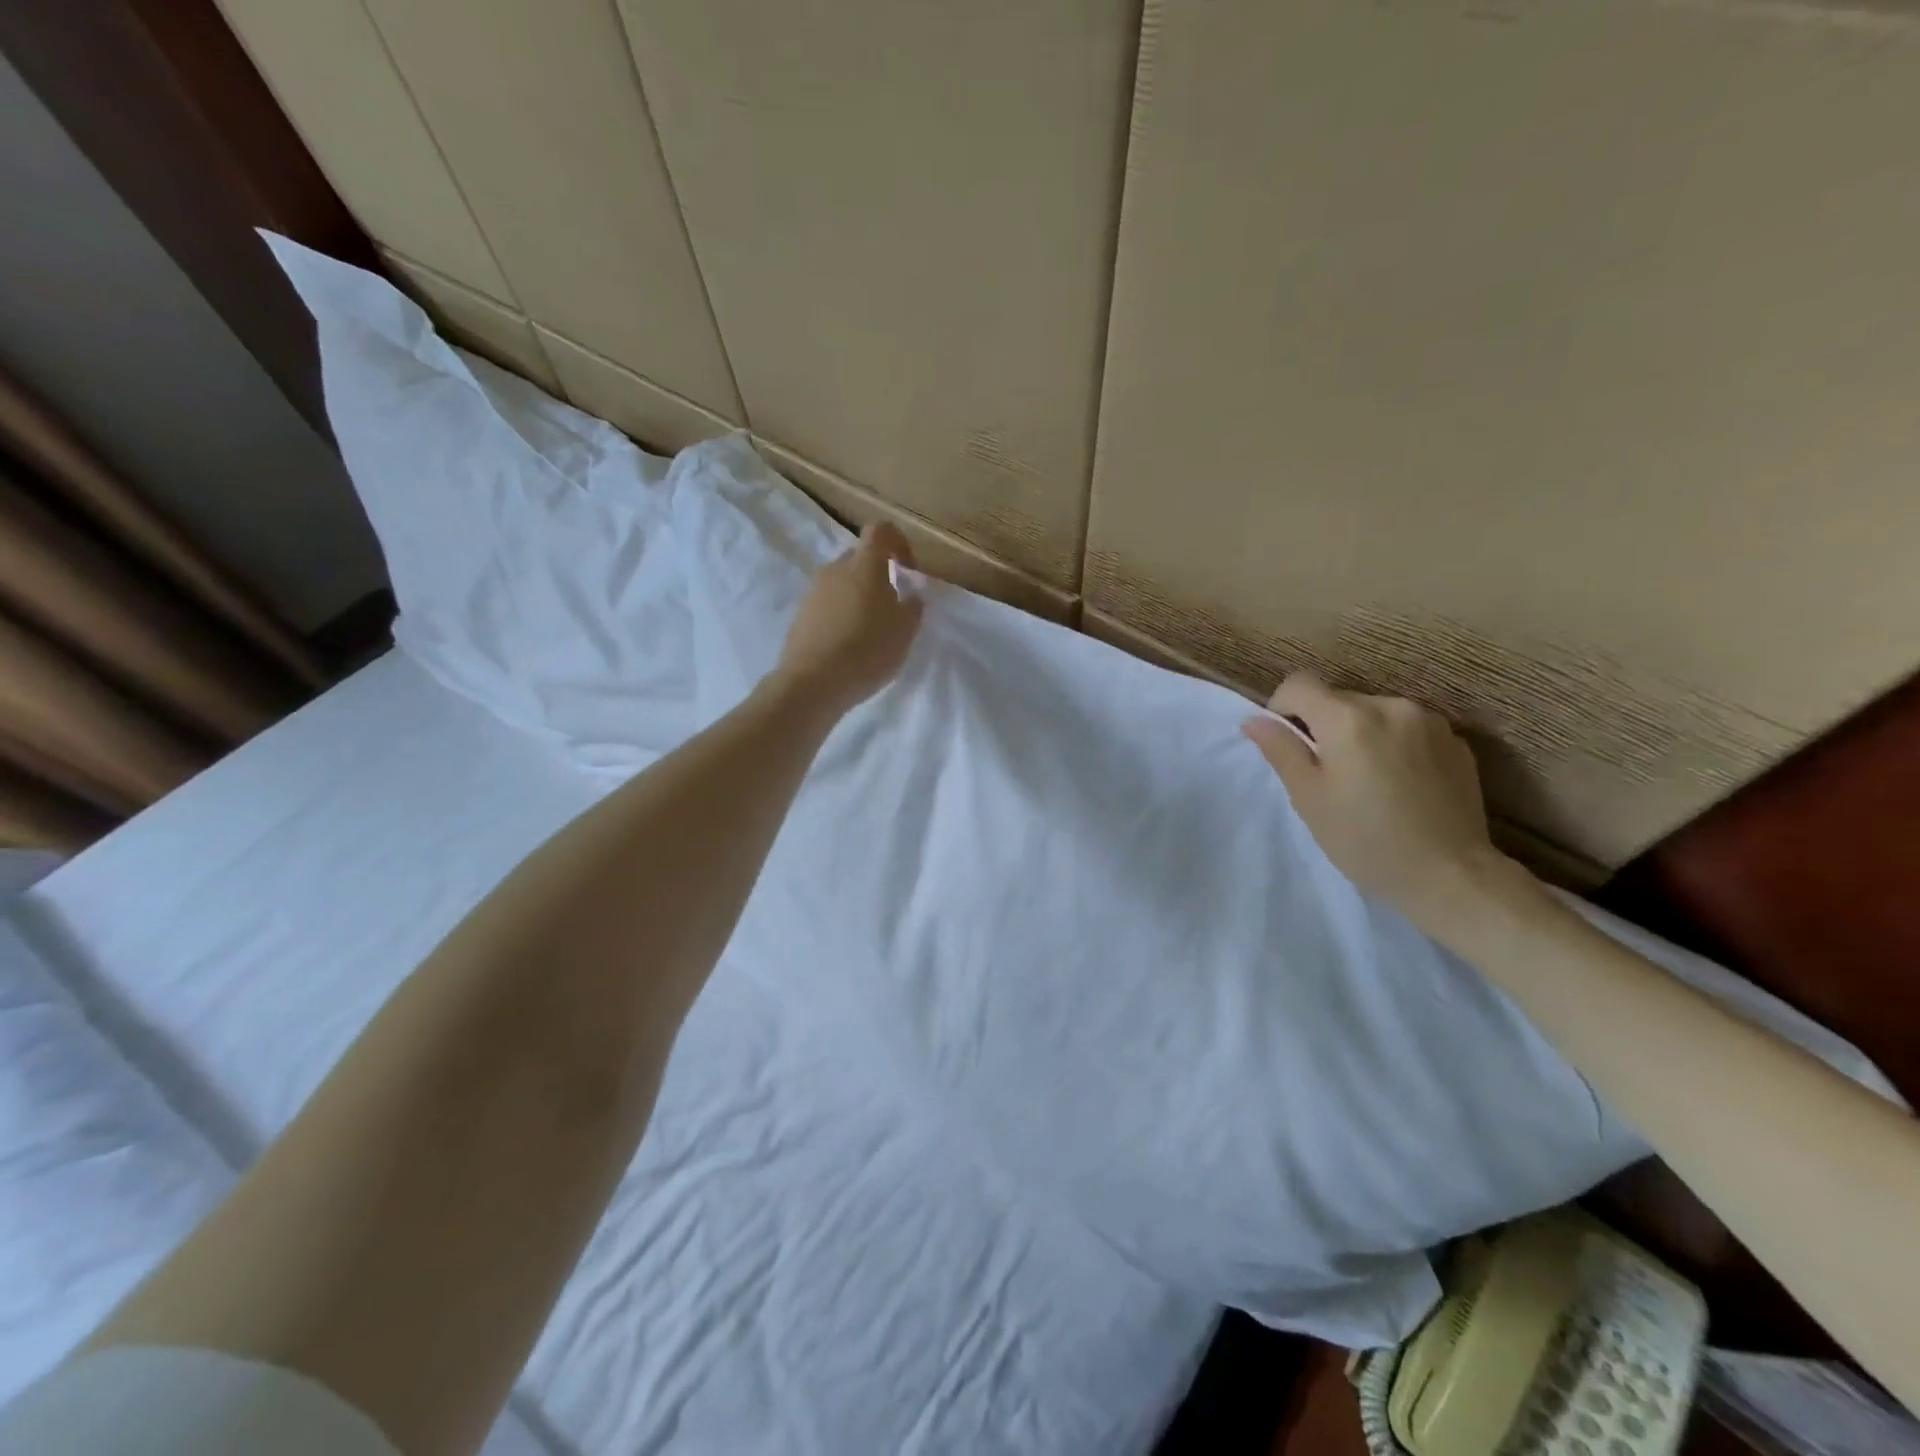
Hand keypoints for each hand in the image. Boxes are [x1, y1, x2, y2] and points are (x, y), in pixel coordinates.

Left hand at [773, 521, 923, 715]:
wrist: (812, 682)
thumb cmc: (867, 650)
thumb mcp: (905, 632)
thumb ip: (912, 607)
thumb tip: (910, 595)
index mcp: (864, 565)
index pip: (881, 530)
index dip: (899, 543)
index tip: (909, 570)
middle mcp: (835, 569)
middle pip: (860, 558)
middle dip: (878, 575)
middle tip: (892, 606)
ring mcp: (813, 591)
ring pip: (842, 583)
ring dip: (859, 597)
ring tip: (870, 631)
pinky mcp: (800, 615)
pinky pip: (827, 604)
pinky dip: (841, 615)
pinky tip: (849, 645)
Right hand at [1242, 674, 1518, 929]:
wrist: (1451, 875)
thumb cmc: (1365, 840)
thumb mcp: (1308, 798)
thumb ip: (1281, 750)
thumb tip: (1255, 721)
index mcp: (1348, 718)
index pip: (1299, 684)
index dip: (1282, 708)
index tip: (1288, 744)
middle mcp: (1390, 706)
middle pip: (1338, 698)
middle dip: (1323, 726)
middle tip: (1327, 774)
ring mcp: (1430, 721)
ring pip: (1374, 713)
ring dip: (1360, 734)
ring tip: (1367, 780)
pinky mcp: (1456, 741)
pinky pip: (1408, 729)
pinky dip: (1394, 745)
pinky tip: (1400, 785)